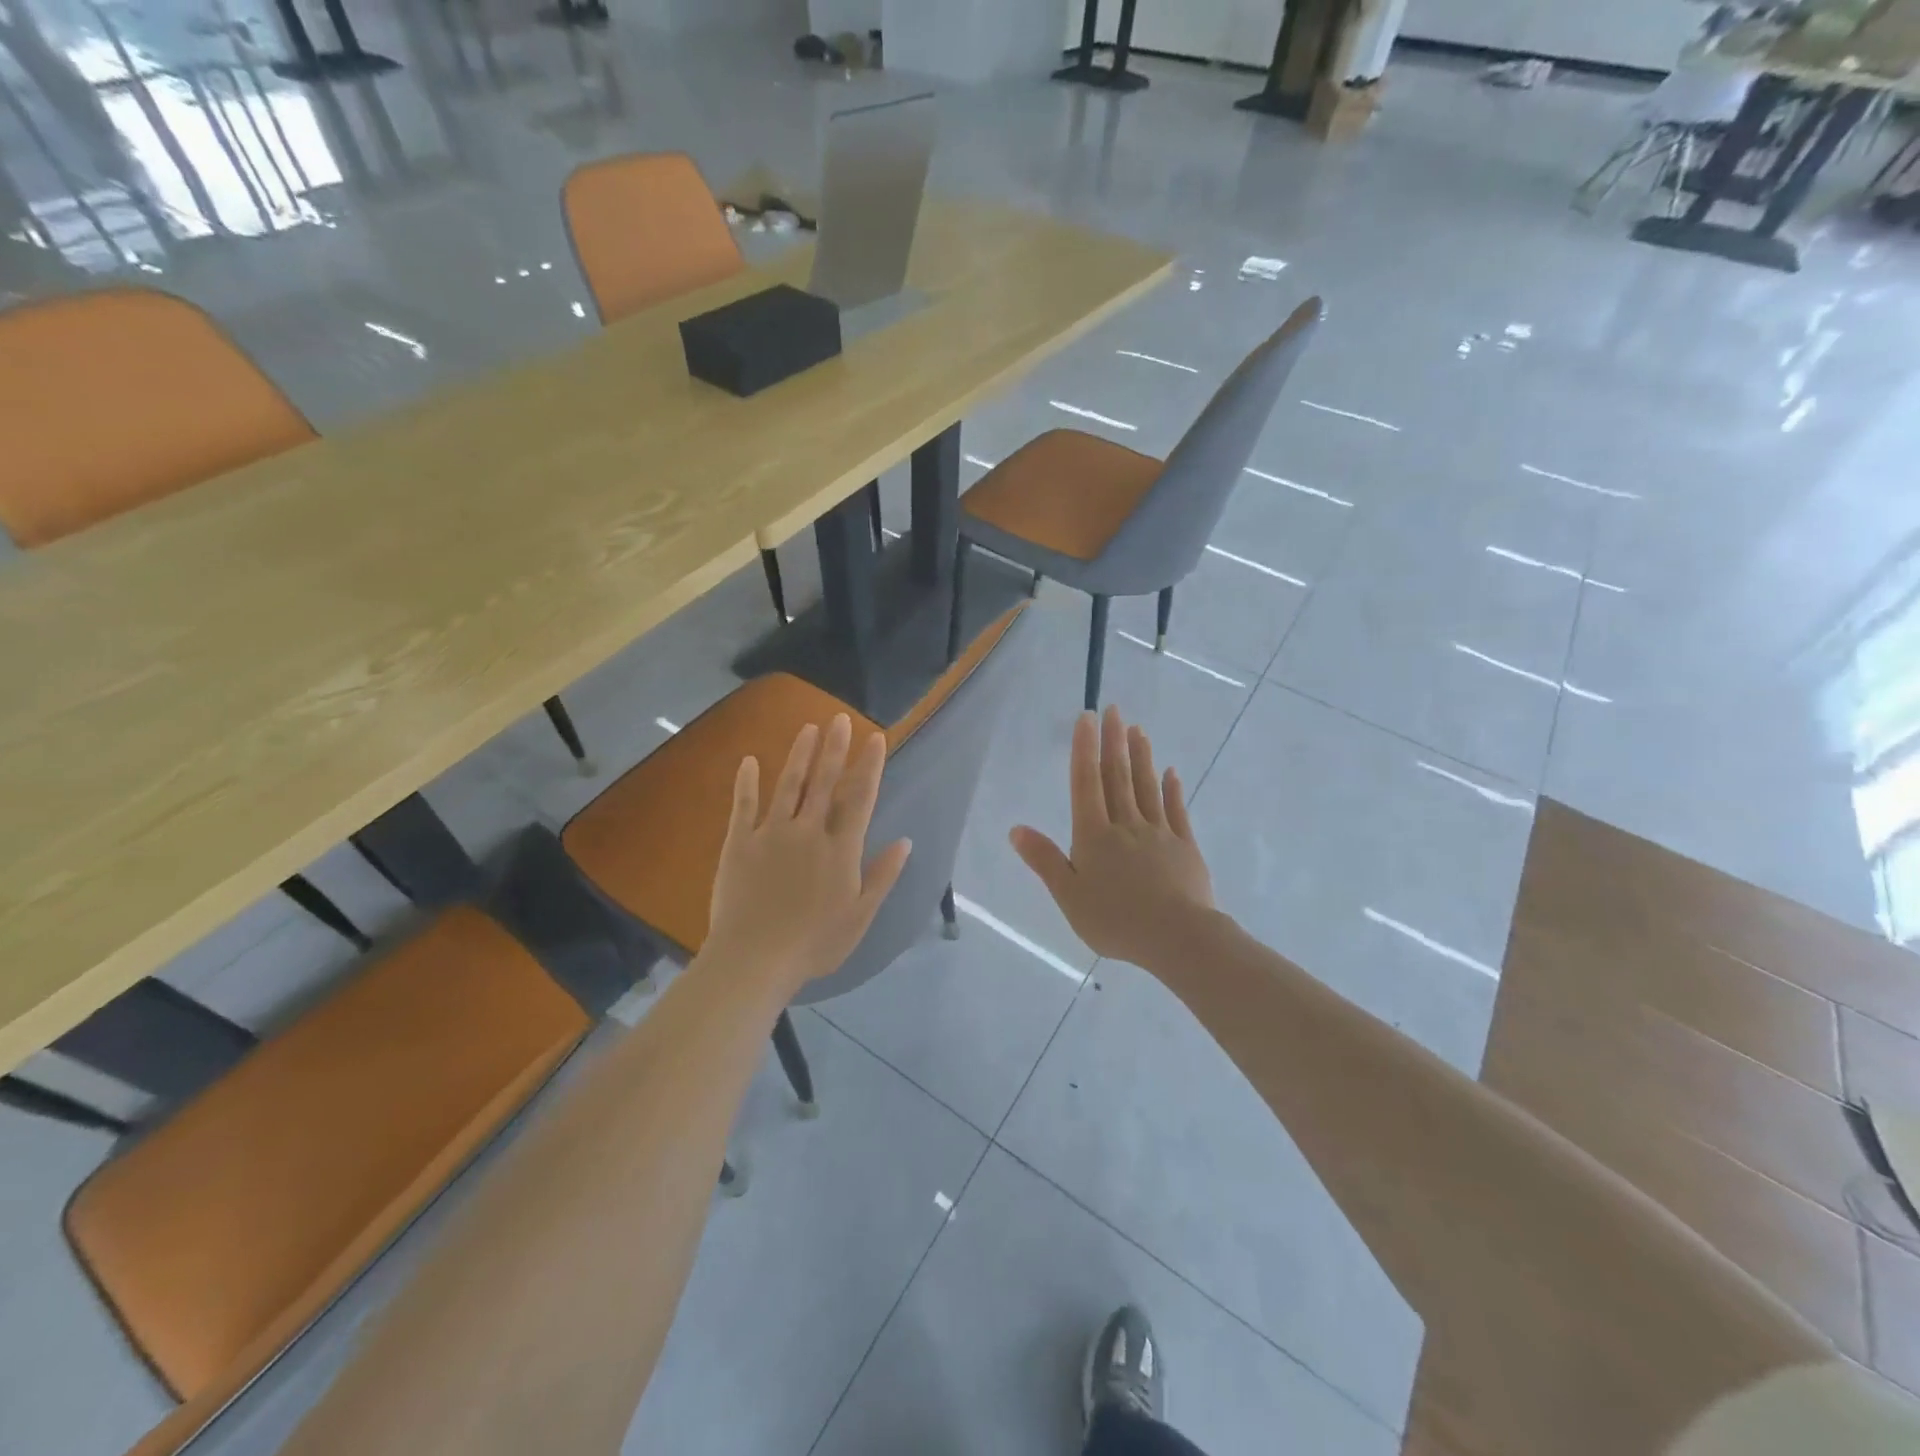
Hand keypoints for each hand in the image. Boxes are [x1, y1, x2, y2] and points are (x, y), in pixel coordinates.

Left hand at [704, 714, 911, 996]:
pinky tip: (748, 760)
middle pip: (824, 782)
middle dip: (834, 748)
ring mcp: (771, 833)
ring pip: (789, 785)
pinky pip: (743, 805)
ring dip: (799, 755)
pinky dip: (746, 782)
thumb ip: (882, 875)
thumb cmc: (814, 943)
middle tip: (839, 719)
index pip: (859, 798)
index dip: (869, 766)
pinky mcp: (739, 843)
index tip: (875, 738)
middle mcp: (808, 831)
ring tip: (808, 729)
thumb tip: (905, 841)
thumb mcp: (860, 915)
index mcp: (840, 849)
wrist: (755, 959)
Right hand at [1011, 706, 1214, 969]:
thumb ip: (1044, 860)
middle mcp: (1125, 825)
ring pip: (1147, 787)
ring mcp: (1158, 833)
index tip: (1087, 718)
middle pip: (1118, 777)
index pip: (1086, 783)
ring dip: (1141, 757)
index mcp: (1094, 835)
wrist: (1177, 937)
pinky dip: (1172, 789)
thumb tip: (1016, 829)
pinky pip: (1176, 811)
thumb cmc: (1115, 919)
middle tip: (1114, 710)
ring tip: (1138, 730)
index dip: (1084, 749)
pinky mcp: (1185, 847)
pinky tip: (1171, 772)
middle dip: (1114, 742)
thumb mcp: (1068, 895)